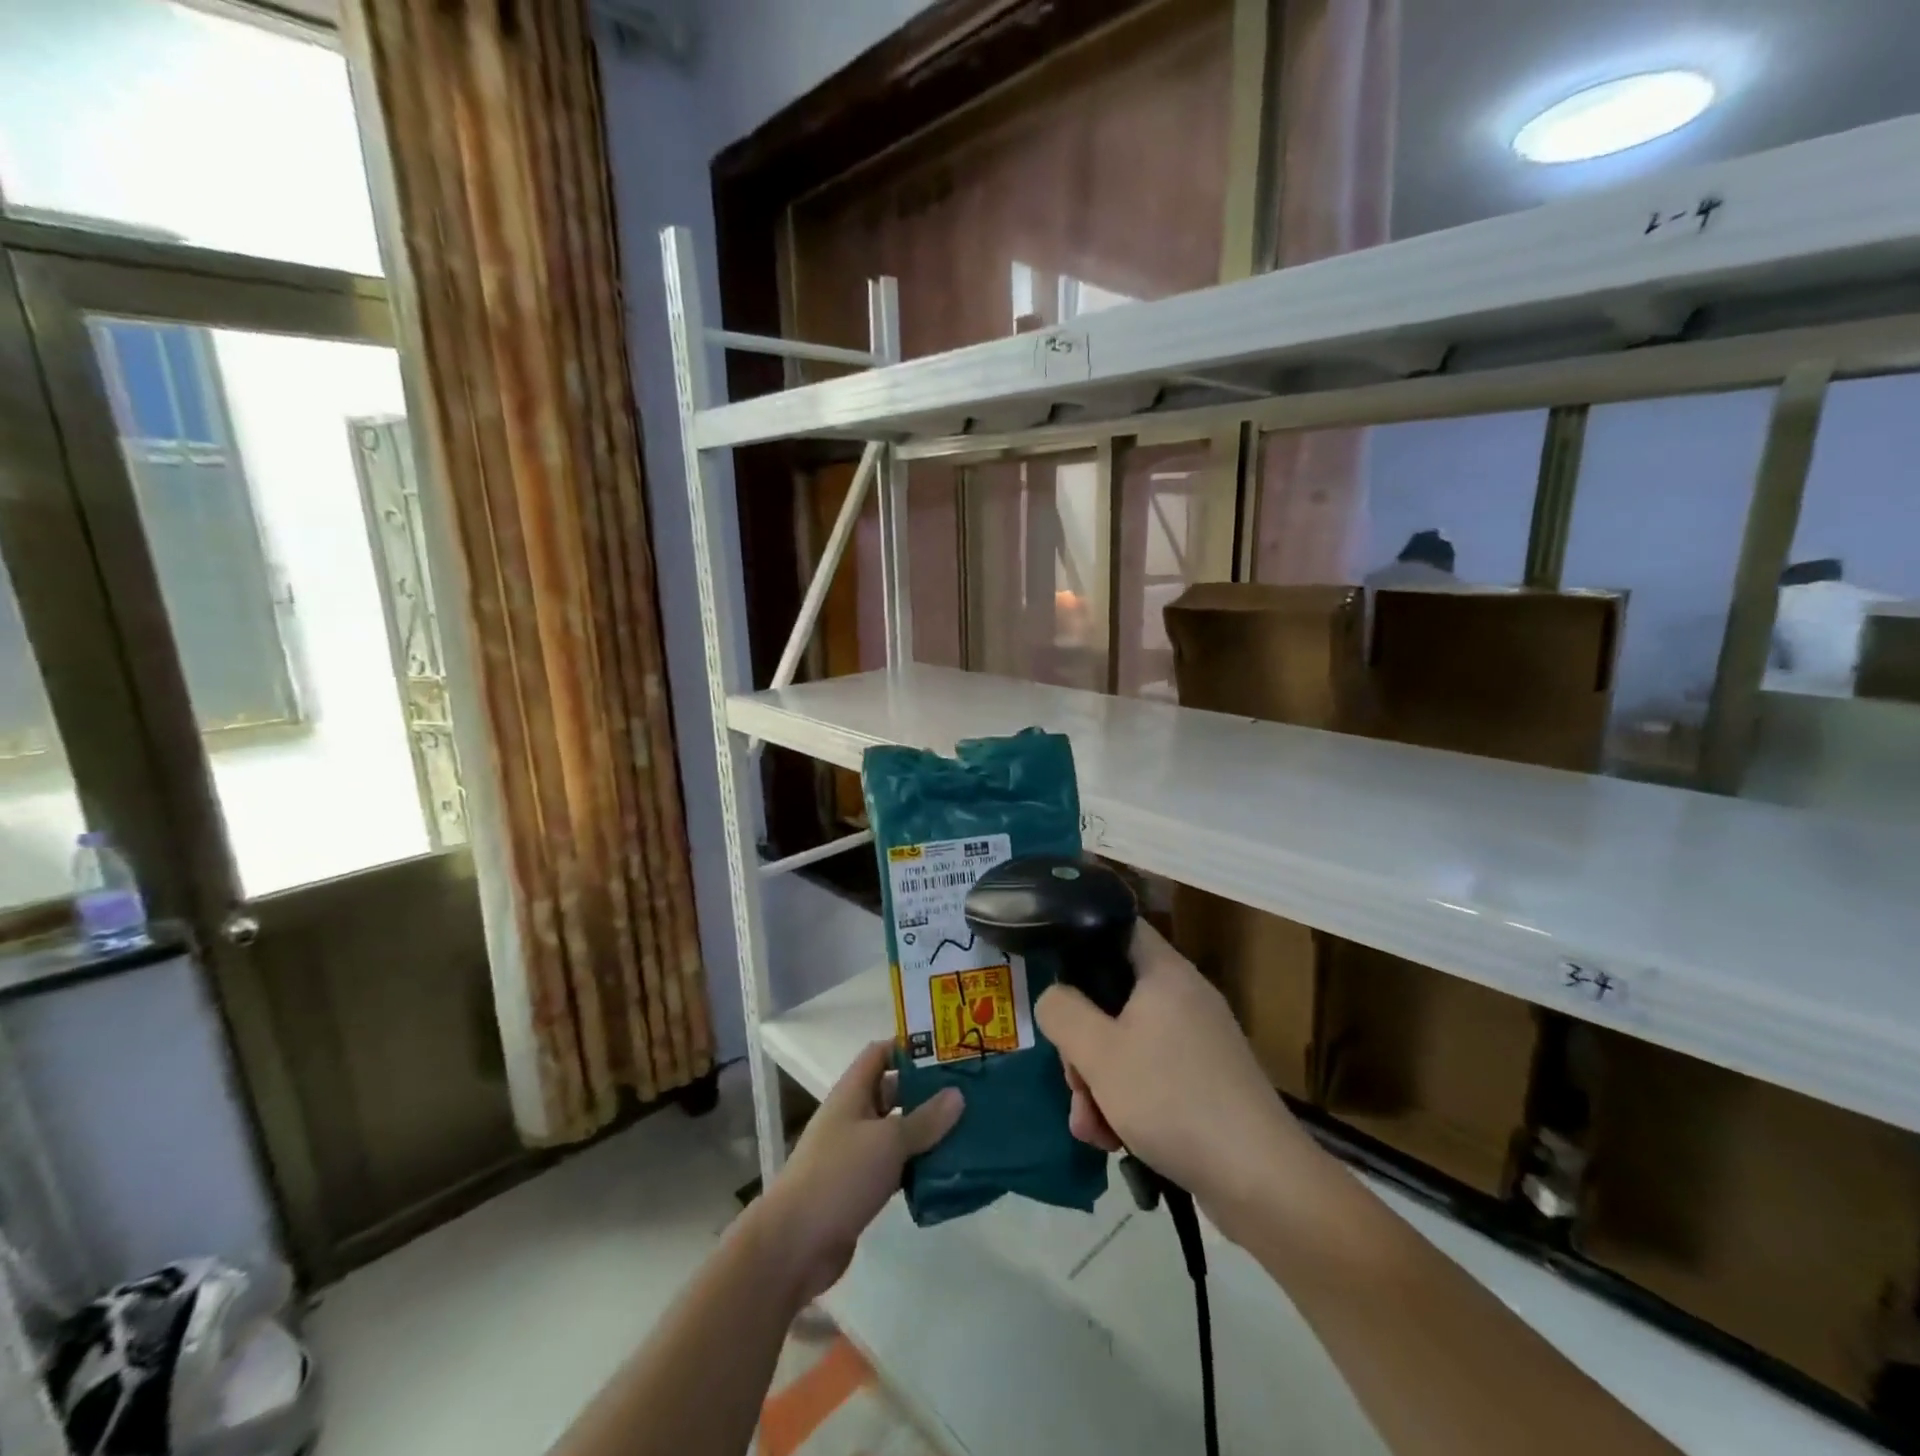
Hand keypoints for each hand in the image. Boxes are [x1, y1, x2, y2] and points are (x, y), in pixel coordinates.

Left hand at [754, 1042, 962, 1304]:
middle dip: (927, 1091)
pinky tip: (949, 1171)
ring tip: (969, 1130)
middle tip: (969, 1092)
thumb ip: (925, 1119)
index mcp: (852, 1092)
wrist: (794, 1245)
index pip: (881, 1053)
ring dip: (927, 1132)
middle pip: (893, 1092)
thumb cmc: (839, 1176)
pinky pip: (896, 1167)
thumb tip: (957, 1094)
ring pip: (898, 1132)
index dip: (910, 1047)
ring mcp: (856, 1154)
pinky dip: (919, 1166)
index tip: (947, 1050)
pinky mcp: (861, 1188)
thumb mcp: (888, 1141)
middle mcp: (853, 1116)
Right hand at [1036, 921, 1315, 1229]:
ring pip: (1127, 1044)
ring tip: (1091, 1128)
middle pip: (1113, 997)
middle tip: (1074, 1081)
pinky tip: (1113, 1141)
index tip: (1055, 977)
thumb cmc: (1172, 1100)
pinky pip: (1151, 1076)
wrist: (1260, 1181)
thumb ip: (1062, 1012)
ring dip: (1098, 1083)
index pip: (1119, 927)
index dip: (1082, 940)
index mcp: (1165, 973)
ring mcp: (1198, 1042)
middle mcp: (1184, 998)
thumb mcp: (1099, 1053)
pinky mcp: (1205, 1083)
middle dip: (1082, 1043)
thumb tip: (1053, 997)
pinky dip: (1127, 1102)